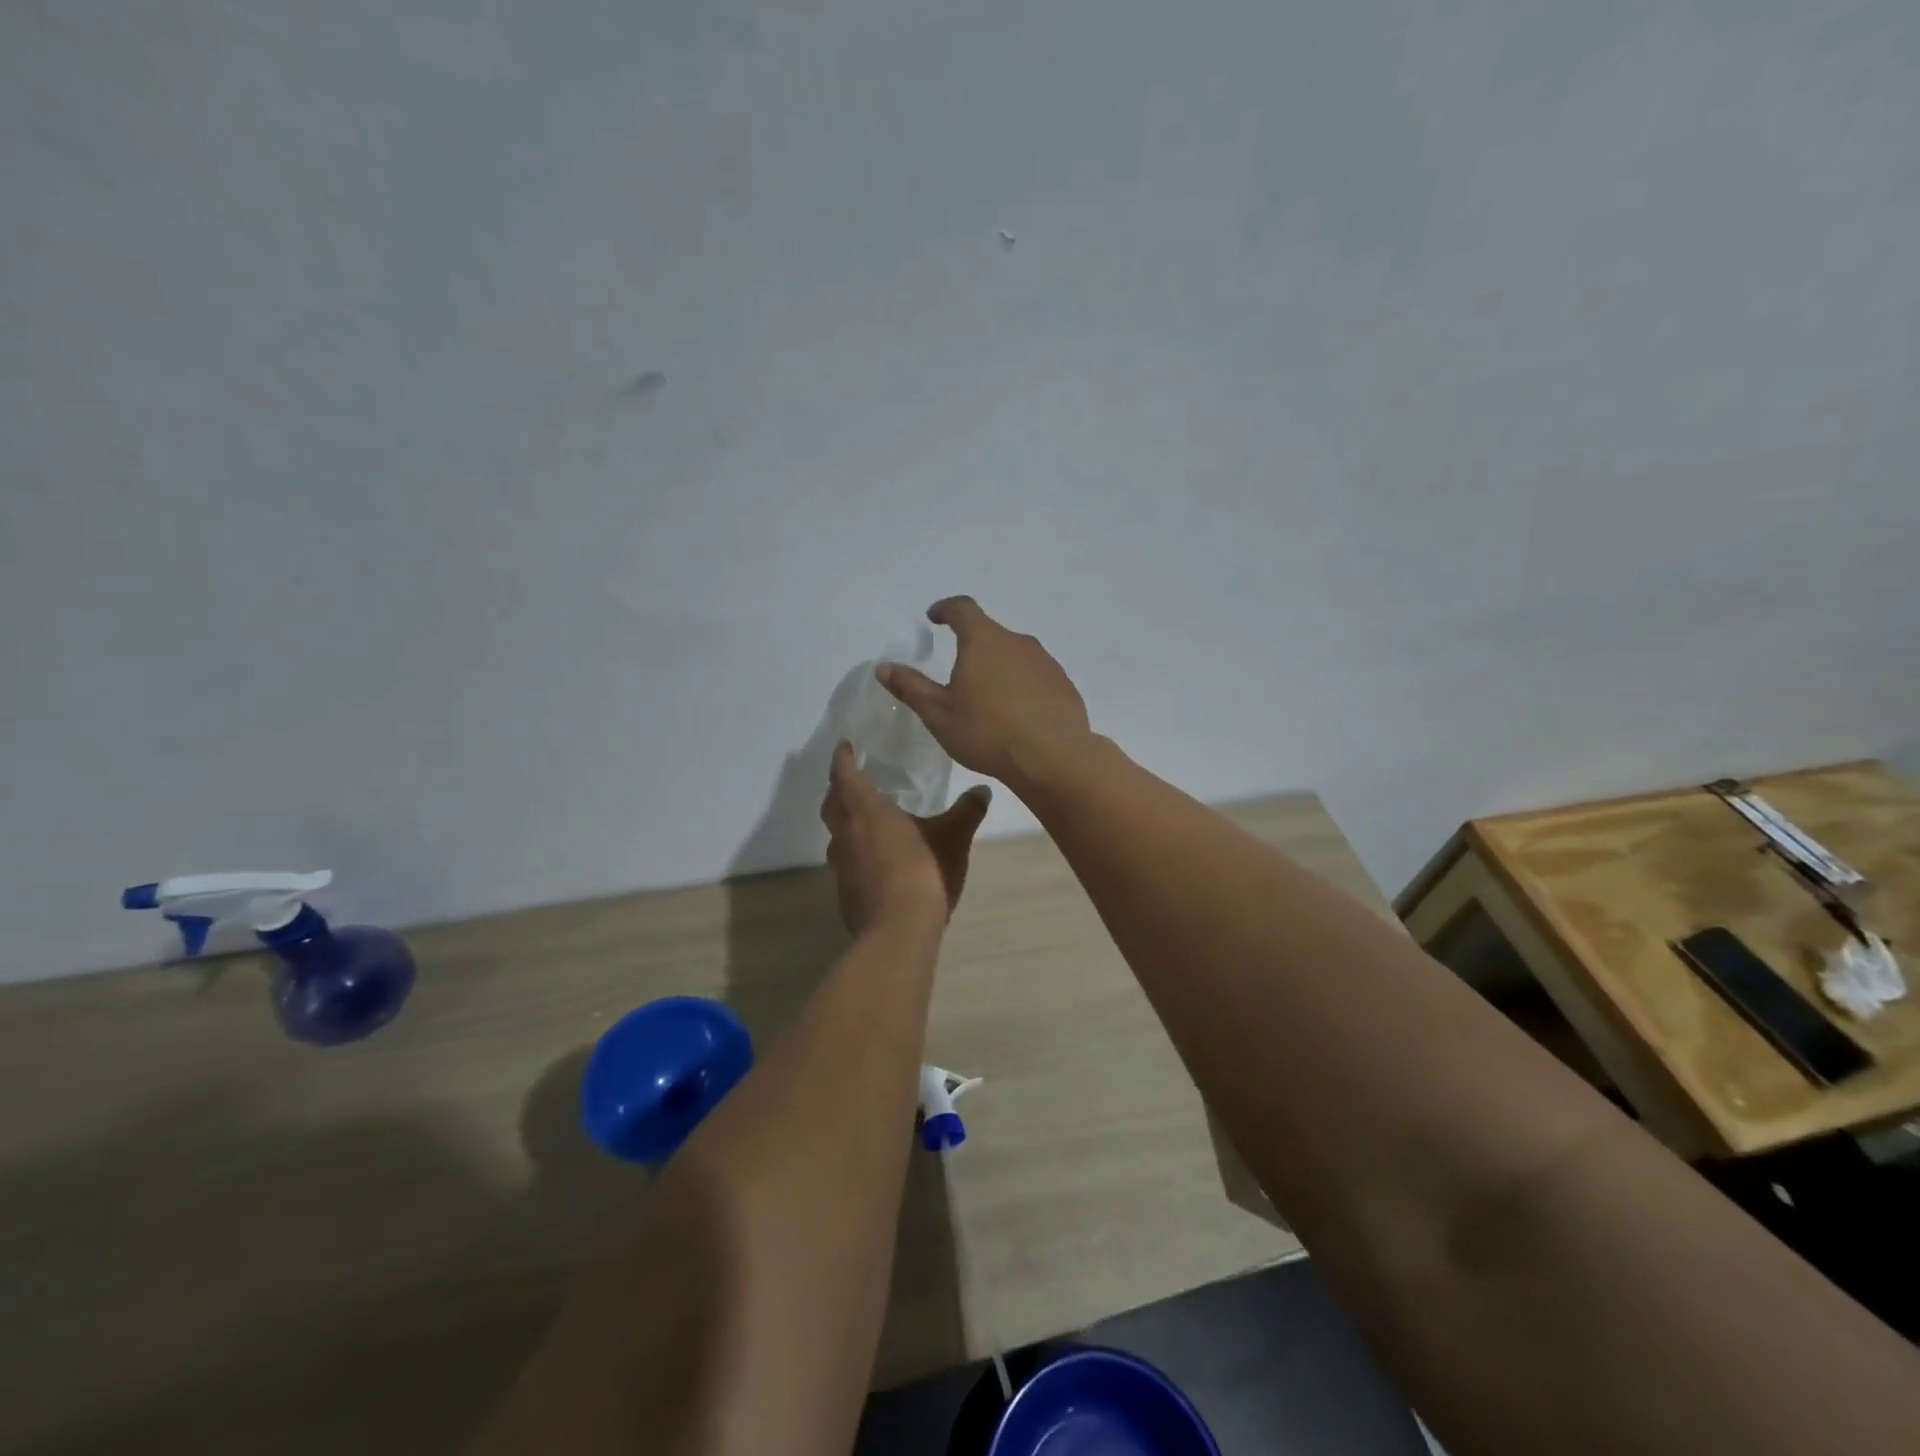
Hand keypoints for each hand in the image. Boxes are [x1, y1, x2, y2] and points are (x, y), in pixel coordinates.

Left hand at [820, 741, 991, 935]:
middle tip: (852, 782)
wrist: (900, 930)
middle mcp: (846, 834)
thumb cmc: (924, 871)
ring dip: (845, 824)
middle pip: (832, 804)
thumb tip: (983, 790)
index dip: (843, 758)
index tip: (845, 746)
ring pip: (836, 836)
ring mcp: (841, 866)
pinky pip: (846, 865)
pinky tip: (874, 863)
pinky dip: (855, 856)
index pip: (845, 774)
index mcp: (866, 810)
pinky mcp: (845, 893)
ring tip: (865, 822)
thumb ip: (967, 811)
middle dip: (838, 789)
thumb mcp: (954, 837)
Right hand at [876, 596, 1091, 791]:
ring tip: (988, 696)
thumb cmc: (987, 732)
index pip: (962, 609)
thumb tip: (884, 667)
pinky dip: (1022, 685)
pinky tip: (1017, 713)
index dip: (945, 609)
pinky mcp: (1063, 684)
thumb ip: (911, 687)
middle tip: (958, 669)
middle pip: (990, 633)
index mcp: (983, 641)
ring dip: (999, 666)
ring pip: (1015, 654)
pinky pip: (1035, 676)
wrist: (1053, 758)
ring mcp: (1045, 662)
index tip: (934, 617)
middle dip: (972, 644)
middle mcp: (1017, 642)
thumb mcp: (938, 714)